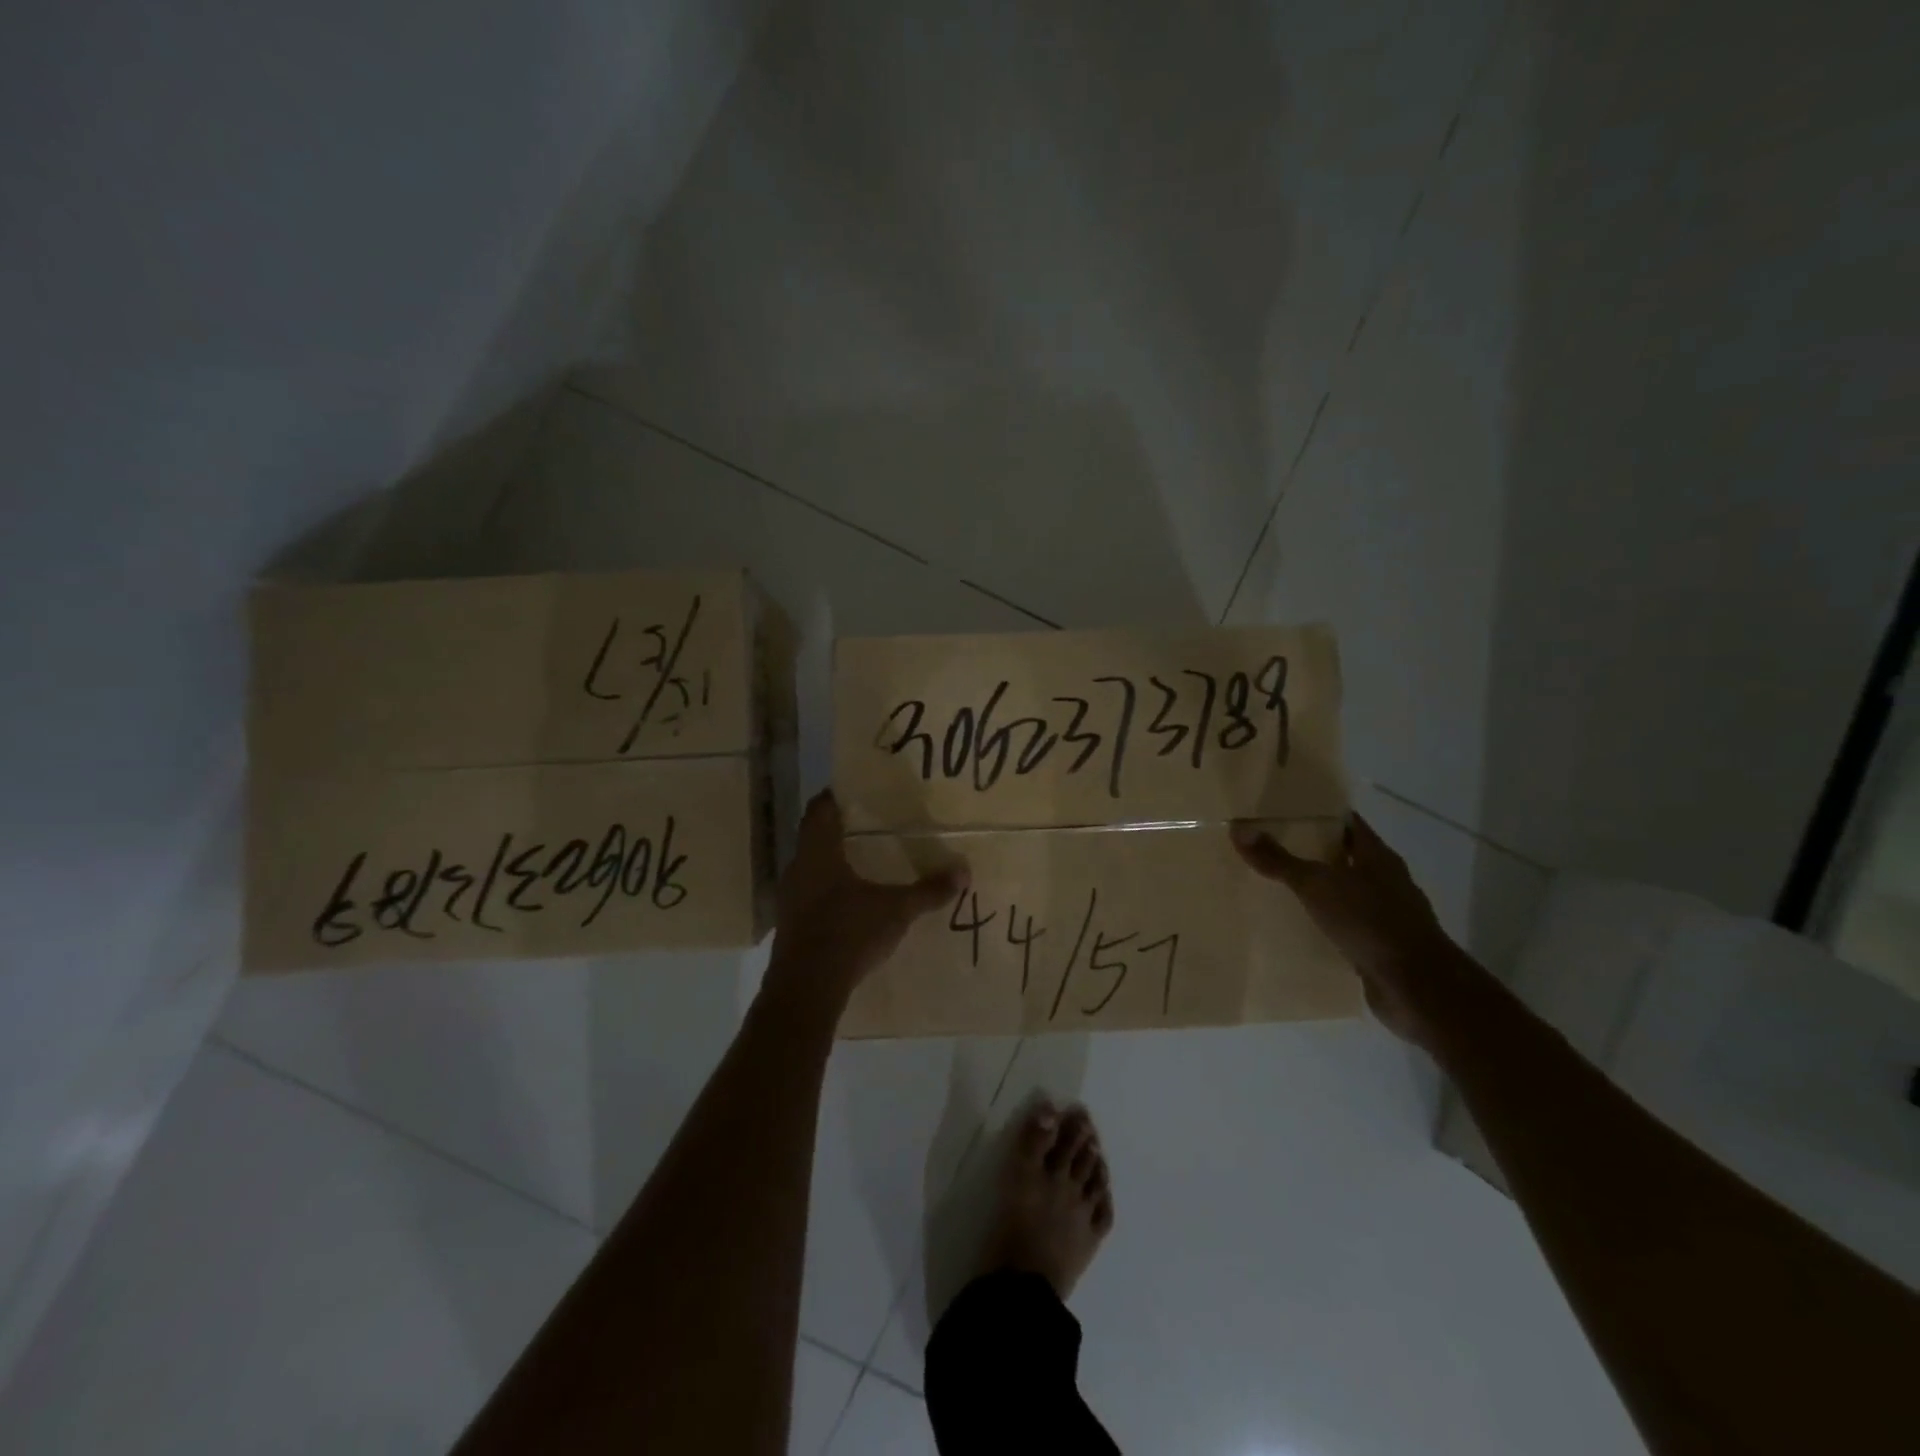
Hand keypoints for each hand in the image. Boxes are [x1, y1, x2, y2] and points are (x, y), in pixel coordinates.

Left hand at [766, 791, 965, 1004]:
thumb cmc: (849, 933)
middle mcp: (798, 867)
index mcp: (818, 851)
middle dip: (840, 829)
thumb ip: (929, 890)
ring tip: (865, 861)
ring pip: (811, 866)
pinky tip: (850, 901)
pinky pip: (810, 893)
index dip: (837, 796)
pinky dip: (828, 890)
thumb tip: (964, 871)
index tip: (859, 792)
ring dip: (833, 861)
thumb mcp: (897, 910)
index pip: (821, 808)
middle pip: (815, 836)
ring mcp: (790, 897)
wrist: (806, 988)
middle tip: (871, 824)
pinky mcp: (790, 924)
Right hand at [1231, 814, 1469, 1048]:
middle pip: (1347, 857)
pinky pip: (1348, 926)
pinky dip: (1328, 924)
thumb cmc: (1369, 922)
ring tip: (1281, 888)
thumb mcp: (1317, 885)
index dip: (1320, 815)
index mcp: (1378, 857)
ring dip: (1321, 891)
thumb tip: (1239, 829)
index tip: (1287, 812)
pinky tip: (1302, 928)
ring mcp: (1388, 915)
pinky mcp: (1382, 946)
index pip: (1348, 824)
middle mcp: (1387, 881)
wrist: (1416, 986)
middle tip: (1273, 848)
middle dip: (1314, 853)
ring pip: (1348, 893)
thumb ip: (1279, 860)